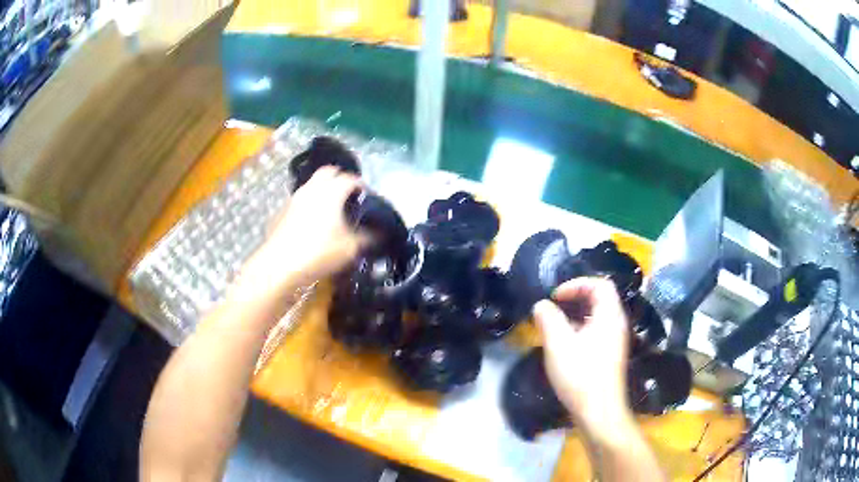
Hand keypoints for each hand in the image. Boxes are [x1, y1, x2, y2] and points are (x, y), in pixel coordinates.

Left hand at [244, 166, 369, 288]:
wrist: (279, 265)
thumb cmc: (319, 252)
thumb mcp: (349, 248)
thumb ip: (367, 238)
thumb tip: (378, 233)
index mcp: (331, 192)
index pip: (350, 178)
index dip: (361, 185)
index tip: (367, 196)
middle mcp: (312, 189)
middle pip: (328, 172)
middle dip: (339, 178)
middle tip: (348, 194)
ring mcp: (294, 198)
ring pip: (311, 184)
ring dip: (323, 189)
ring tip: (331, 208)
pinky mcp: (283, 210)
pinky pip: (300, 199)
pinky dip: (310, 202)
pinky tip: (312, 221)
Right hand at [533, 278, 631, 430]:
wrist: (599, 412)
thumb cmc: (580, 376)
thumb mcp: (559, 345)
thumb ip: (548, 319)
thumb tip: (541, 305)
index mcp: (609, 316)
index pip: (600, 284)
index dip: (577, 284)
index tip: (556, 297)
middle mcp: (616, 324)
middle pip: (600, 299)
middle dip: (575, 299)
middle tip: (553, 309)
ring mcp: (615, 341)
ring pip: (597, 317)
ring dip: (575, 316)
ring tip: (554, 327)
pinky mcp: (610, 356)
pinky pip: (597, 332)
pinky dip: (580, 330)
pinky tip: (564, 346)